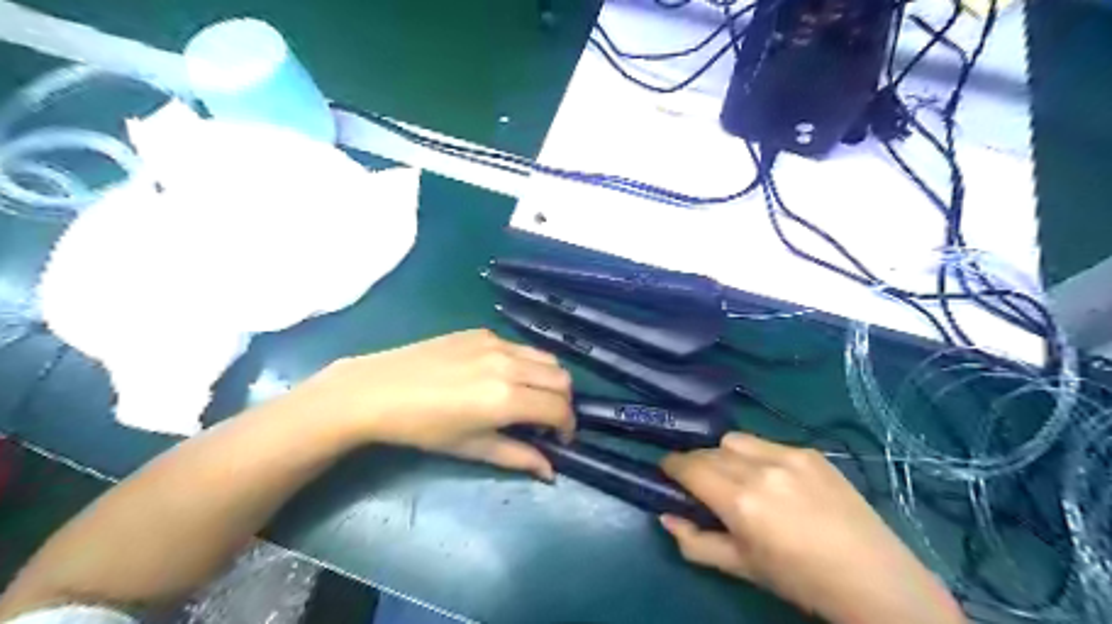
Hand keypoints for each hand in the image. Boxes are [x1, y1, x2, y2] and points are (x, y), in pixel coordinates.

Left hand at [283, 329, 572, 480]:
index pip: (559, 408)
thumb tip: (550, 471)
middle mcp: (510, 364)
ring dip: (549, 380)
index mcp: (507, 398)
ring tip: (531, 397)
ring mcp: (496, 343)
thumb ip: (517, 457)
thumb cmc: (422, 428)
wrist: (377, 390)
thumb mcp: (471, 447)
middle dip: (563, 402)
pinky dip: (526, 364)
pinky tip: (503, 378)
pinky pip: (520, 346)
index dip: (568, 427)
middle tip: (547, 420)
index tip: (560, 440)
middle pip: (562, 378)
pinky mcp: (482, 332)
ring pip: (545, 357)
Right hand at [659, 435, 966, 623]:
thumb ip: (695, 541)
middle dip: (696, 463)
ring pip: (735, 439)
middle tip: (700, 484)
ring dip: (724, 454)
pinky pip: (767, 442)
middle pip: (709, 450)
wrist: (874, 579)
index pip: (689, 466)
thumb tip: (665, 516)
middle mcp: (760, 468)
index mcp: (740, 500)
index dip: (671, 466)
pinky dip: (756, 455)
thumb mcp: (742, 567)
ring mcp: (788, 455)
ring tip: (737, 477)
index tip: (666, 472)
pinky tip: (773, 479)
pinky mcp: (810, 452)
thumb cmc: (800, 580)